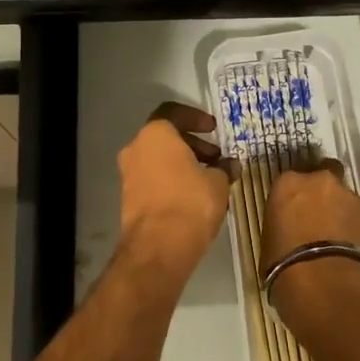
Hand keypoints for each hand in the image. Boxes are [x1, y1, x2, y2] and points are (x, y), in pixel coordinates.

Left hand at [117, 102, 233, 274]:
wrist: (158, 248)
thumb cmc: (190, 203)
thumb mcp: (217, 182)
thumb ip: (224, 168)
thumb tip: (230, 165)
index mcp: (155, 135)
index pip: (173, 112)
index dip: (196, 118)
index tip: (213, 129)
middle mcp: (136, 148)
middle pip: (165, 137)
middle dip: (193, 145)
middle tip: (216, 157)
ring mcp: (129, 174)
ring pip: (159, 159)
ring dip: (183, 164)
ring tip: (210, 179)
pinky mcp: (129, 198)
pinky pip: (154, 179)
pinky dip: (172, 180)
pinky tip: (195, 196)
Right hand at [261, 160, 359, 304]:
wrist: (327, 286)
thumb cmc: (285, 267)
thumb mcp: (270, 243)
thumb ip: (282, 226)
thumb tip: (290, 232)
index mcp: (288, 184)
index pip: (289, 181)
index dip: (292, 197)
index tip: (292, 212)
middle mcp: (319, 180)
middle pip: (321, 178)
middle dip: (320, 193)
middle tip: (316, 218)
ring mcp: (348, 195)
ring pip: (343, 196)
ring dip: (340, 210)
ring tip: (337, 237)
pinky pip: (359, 215)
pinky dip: (355, 225)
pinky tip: (350, 246)